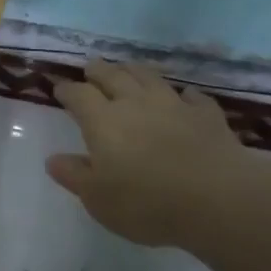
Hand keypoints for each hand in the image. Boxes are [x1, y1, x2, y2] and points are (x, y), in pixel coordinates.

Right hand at [47, 59, 250, 247]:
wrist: (217, 199)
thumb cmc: (146, 202)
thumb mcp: (98, 198)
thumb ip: (75, 176)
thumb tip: (53, 159)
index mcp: (103, 121)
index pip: (79, 95)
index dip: (68, 90)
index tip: (60, 89)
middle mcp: (135, 103)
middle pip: (113, 76)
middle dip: (98, 71)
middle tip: (91, 68)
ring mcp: (174, 105)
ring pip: (149, 78)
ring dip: (134, 71)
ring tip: (127, 69)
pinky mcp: (206, 115)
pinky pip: (191, 97)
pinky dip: (182, 94)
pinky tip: (182, 97)